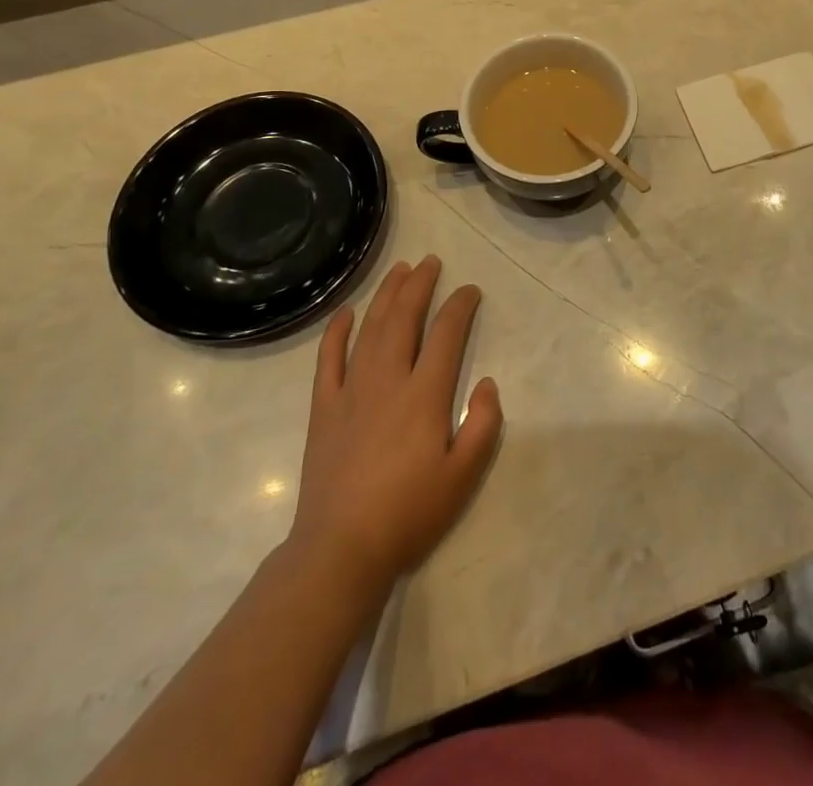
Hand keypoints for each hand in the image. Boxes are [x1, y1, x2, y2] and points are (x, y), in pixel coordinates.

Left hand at [289, 255, 502, 591]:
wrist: (340, 550)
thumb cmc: (409, 513)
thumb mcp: (463, 476)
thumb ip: (484, 425)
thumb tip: (488, 384)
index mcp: (424, 395)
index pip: (447, 334)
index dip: (460, 306)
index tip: (470, 291)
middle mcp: (387, 380)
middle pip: (404, 319)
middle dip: (420, 286)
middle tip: (431, 262)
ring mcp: (351, 391)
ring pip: (369, 329)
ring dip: (385, 296)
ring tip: (400, 270)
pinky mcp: (324, 408)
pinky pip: (328, 360)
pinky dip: (336, 332)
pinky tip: (345, 312)